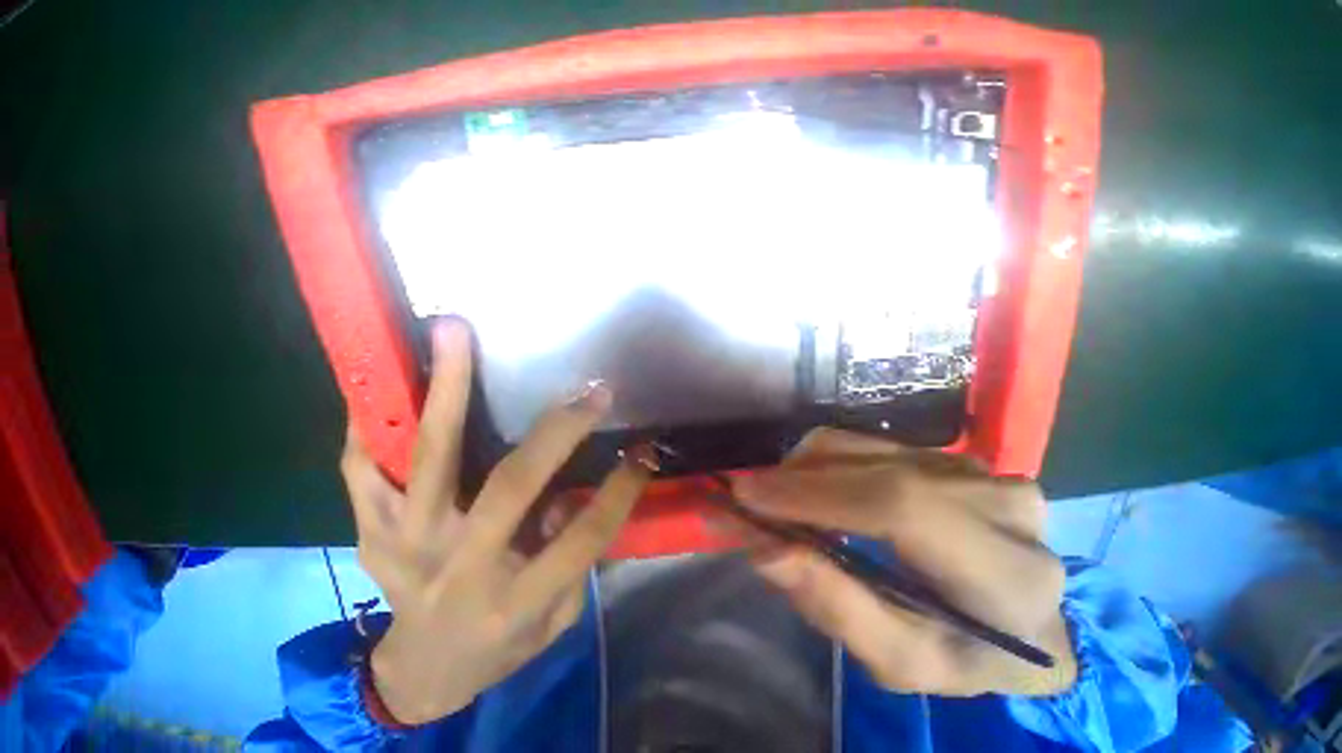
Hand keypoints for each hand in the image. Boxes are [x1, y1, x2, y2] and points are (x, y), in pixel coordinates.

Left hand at [340, 319, 650, 724]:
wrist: (421, 673)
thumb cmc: (501, 646)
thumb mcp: (554, 619)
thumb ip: (570, 557)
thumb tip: (569, 491)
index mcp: (514, 601)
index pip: (583, 535)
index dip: (621, 490)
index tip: (645, 450)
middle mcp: (458, 568)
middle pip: (511, 486)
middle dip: (559, 431)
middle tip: (589, 392)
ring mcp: (403, 545)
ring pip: (428, 459)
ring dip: (445, 391)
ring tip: (455, 334)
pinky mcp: (369, 531)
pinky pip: (363, 469)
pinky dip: (374, 421)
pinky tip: (387, 376)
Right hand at [731, 429, 1076, 696]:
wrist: (1025, 620)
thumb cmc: (965, 655)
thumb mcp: (902, 662)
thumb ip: (836, 607)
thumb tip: (764, 547)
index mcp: (1006, 572)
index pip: (900, 507)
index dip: (814, 494)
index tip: (747, 496)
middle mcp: (1000, 502)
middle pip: (873, 467)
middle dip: (795, 479)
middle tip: (747, 497)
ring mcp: (978, 468)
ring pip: (863, 446)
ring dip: (806, 469)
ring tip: (779, 500)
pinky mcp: (952, 453)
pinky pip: (868, 444)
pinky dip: (826, 463)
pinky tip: (814, 491)